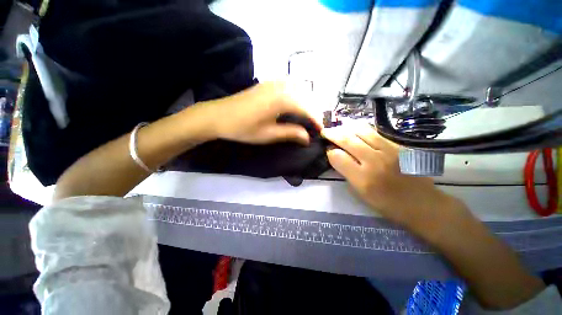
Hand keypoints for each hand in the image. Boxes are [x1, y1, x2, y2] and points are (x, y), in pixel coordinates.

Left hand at [202, 81, 319, 144]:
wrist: (218, 116)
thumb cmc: (244, 128)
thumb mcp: (269, 134)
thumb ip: (291, 133)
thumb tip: (307, 138)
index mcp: (283, 99)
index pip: (307, 109)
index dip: (316, 121)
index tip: (321, 131)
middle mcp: (281, 86)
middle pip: (306, 97)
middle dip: (313, 111)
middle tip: (314, 126)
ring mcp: (273, 82)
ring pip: (299, 90)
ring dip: (306, 103)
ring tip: (307, 117)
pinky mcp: (267, 83)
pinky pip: (289, 86)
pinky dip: (297, 96)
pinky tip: (294, 106)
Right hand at [322, 124, 456, 230]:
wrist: (422, 203)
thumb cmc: (387, 203)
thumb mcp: (360, 193)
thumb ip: (346, 173)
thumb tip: (336, 156)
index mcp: (362, 178)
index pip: (338, 157)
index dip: (330, 152)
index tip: (328, 151)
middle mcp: (374, 161)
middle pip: (347, 140)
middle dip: (332, 134)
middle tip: (326, 131)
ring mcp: (388, 150)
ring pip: (361, 130)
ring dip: (346, 127)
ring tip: (339, 128)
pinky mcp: (398, 145)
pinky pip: (375, 132)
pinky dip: (361, 129)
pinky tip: (355, 129)